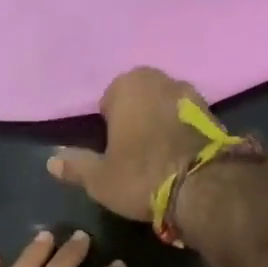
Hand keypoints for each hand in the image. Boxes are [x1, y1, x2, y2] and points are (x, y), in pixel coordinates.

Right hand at [46, 66, 215, 221]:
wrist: (203, 187)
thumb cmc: (141, 176)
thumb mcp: (99, 178)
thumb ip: (76, 165)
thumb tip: (51, 160)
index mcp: (128, 85)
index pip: (108, 100)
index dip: (108, 125)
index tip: (111, 150)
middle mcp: (161, 79)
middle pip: (140, 99)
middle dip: (136, 119)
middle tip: (132, 154)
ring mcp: (193, 94)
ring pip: (166, 108)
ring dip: (160, 125)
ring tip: (157, 158)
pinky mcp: (215, 115)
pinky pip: (188, 122)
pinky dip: (182, 134)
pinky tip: (179, 159)